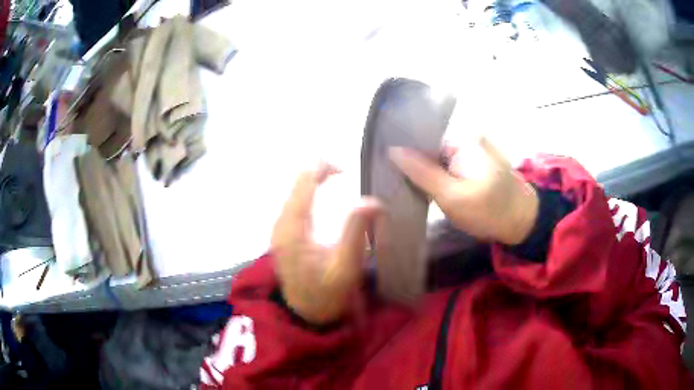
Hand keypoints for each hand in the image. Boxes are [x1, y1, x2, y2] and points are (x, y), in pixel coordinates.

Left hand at [271, 164, 380, 324]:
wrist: (305, 314)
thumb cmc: (326, 295)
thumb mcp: (345, 268)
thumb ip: (356, 232)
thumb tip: (372, 201)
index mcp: (293, 229)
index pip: (303, 184)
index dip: (322, 168)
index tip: (347, 168)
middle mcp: (281, 224)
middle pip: (296, 184)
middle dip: (319, 171)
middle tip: (344, 170)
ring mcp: (279, 229)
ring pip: (293, 191)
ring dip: (313, 180)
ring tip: (336, 176)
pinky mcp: (283, 234)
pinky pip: (293, 202)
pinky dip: (308, 192)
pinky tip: (321, 193)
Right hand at [389, 137, 537, 244]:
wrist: (522, 221)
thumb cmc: (488, 211)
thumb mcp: (452, 196)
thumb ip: (422, 173)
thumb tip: (393, 151)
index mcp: (463, 138)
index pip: (422, 138)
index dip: (404, 152)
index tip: (387, 167)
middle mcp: (467, 137)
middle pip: (431, 147)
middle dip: (415, 163)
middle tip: (397, 183)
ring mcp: (473, 148)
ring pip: (439, 157)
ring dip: (427, 171)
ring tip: (408, 185)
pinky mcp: (475, 161)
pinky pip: (450, 164)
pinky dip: (439, 175)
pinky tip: (429, 187)